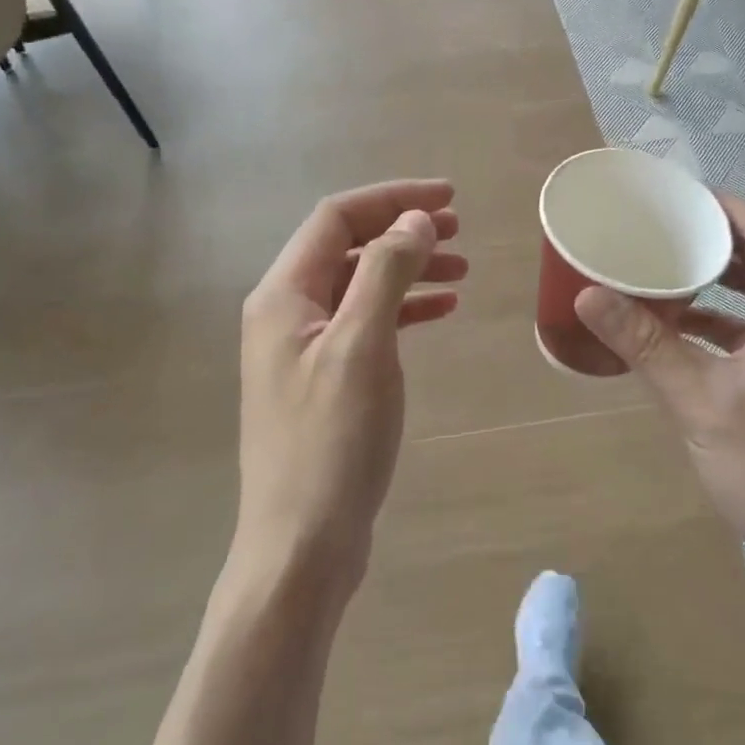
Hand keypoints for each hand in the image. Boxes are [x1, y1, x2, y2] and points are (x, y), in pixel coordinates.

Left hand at [236, 181, 466, 601]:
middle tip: (459, 229)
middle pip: (348, 247)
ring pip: (360, 285)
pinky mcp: (324, 379)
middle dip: (402, 230)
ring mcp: (303, 348)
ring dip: (407, 269)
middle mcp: (286, 311)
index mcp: (283, 294)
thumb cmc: (331, 441)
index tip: (448, 199)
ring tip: (461, 269)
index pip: (337, 218)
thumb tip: (415, 220)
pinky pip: (365, 323)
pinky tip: (440, 311)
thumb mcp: (362, 346)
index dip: (392, 199)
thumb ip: (386, 273)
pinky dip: (402, 309)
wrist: (302, 545)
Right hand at [575, 194, 744, 605]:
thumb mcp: (699, 401)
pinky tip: (682, 333)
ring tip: (664, 272)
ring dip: (718, 283)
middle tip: (660, 231)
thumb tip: (588, 294)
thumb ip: (645, 344)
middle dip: (714, 242)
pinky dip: (724, 323)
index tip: (676, 196)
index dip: (723, 208)